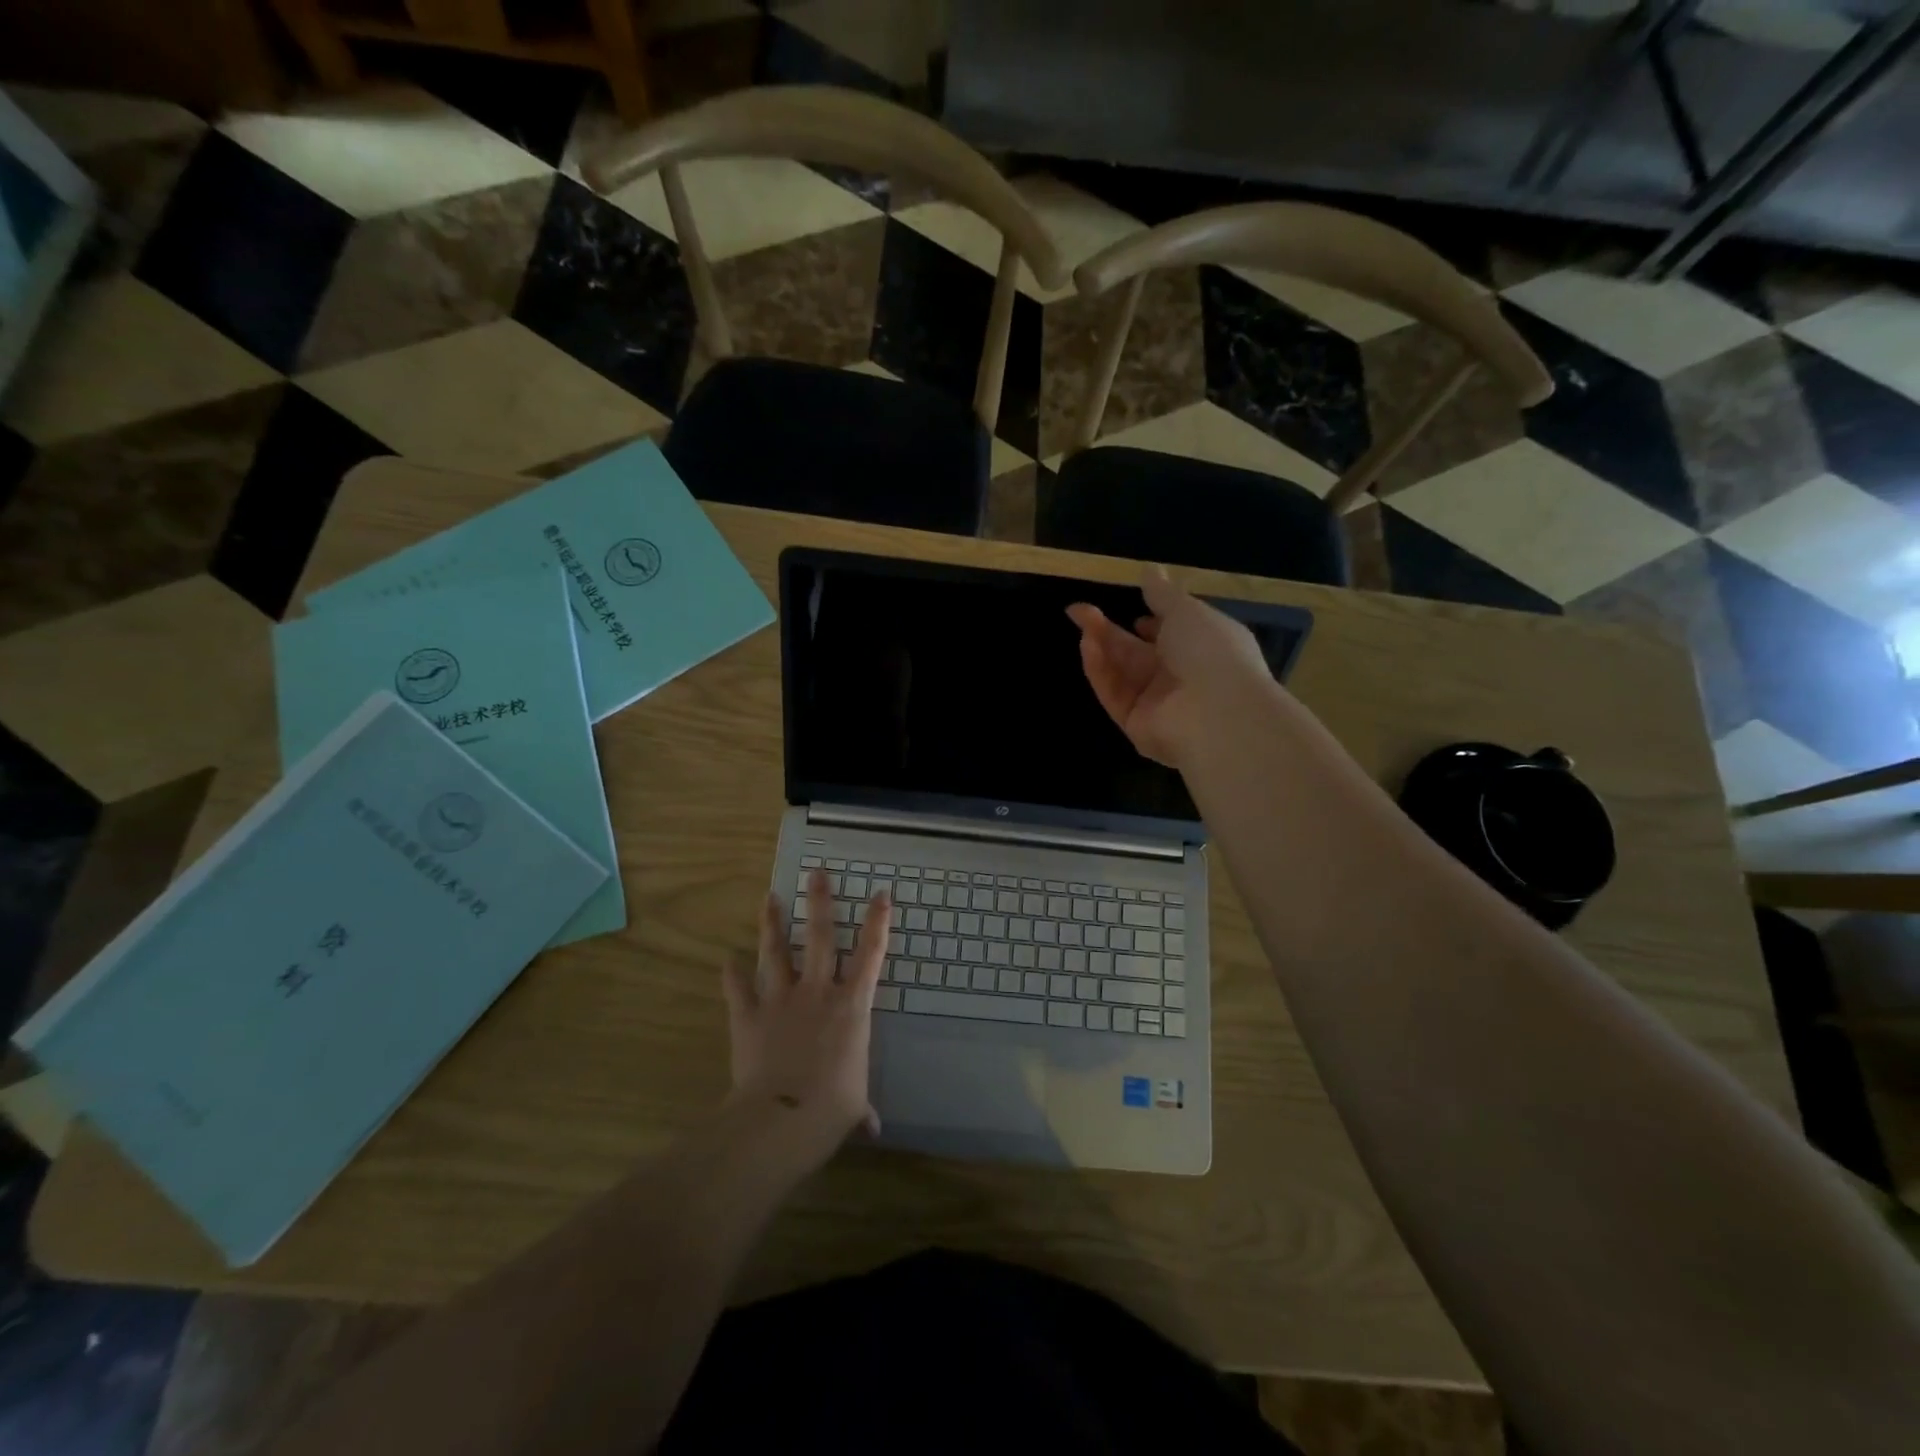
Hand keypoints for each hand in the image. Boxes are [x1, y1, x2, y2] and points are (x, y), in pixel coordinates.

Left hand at [721, 868, 891, 1166]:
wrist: (780, 1119)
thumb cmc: (831, 1108)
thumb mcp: (853, 1106)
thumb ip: (860, 1108)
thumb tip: (872, 1127)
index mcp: (851, 1006)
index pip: (871, 955)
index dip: (878, 922)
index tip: (881, 894)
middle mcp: (817, 992)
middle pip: (820, 937)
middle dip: (819, 903)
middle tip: (816, 874)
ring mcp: (780, 1000)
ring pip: (776, 952)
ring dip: (772, 924)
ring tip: (768, 898)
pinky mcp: (748, 1016)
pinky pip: (738, 990)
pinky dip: (731, 975)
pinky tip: (726, 960)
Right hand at [1067, 564, 1275, 767]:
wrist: (1217, 713)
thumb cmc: (1211, 652)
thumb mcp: (1186, 611)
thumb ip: (1162, 594)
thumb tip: (1150, 569)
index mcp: (1202, 649)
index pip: (1172, 637)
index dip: (1152, 624)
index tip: (1135, 612)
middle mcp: (1180, 678)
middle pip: (1137, 653)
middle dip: (1109, 631)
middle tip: (1078, 611)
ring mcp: (1156, 704)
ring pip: (1121, 672)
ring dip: (1101, 646)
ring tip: (1081, 621)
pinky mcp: (1135, 725)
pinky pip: (1114, 694)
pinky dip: (1100, 670)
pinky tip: (1088, 646)